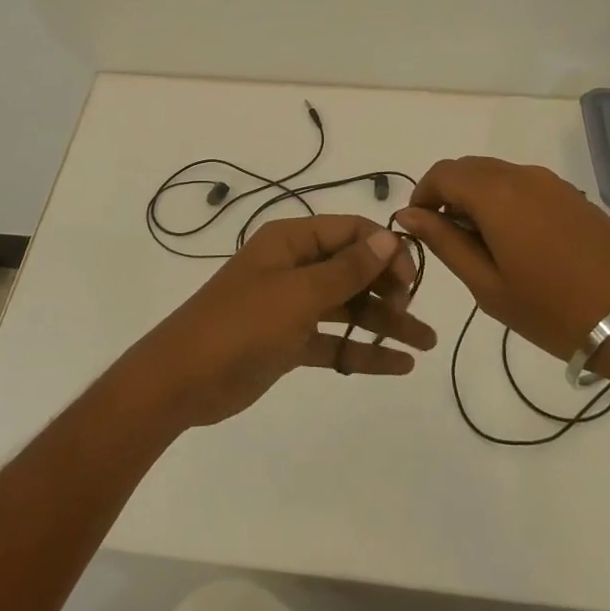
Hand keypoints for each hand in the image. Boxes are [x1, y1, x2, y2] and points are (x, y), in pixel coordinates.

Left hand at [123, 215, 435, 429]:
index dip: (385, 249)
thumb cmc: (241, 324)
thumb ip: (346, 269)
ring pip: (348, 306)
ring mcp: (291, 305)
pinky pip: (334, 339)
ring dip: (385, 322)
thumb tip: (389, 236)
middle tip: (415, 315)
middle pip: (353, 268)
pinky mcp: (289, 341)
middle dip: (389, 287)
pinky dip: (362, 350)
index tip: (411, 280)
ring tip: (426, 344)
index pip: (351, 231)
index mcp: (291, 240)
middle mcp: (294, 266)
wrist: (183, 380)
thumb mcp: (298, 294)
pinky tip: (399, 365)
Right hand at [394, 157, 609, 361]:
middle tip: (448, 240)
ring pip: (496, 174)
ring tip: (482, 245)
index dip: (422, 196)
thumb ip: (444, 242)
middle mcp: (521, 175)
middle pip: (468, 168)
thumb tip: (408, 214)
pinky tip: (516, 241)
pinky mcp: (573, 195)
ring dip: (476, 197)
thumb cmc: (553, 310)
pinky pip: (523, 184)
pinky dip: (504, 200)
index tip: (419, 228)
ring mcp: (551, 183)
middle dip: (448, 195)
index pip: (442, 174)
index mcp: (495, 194)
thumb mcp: (487, 285)